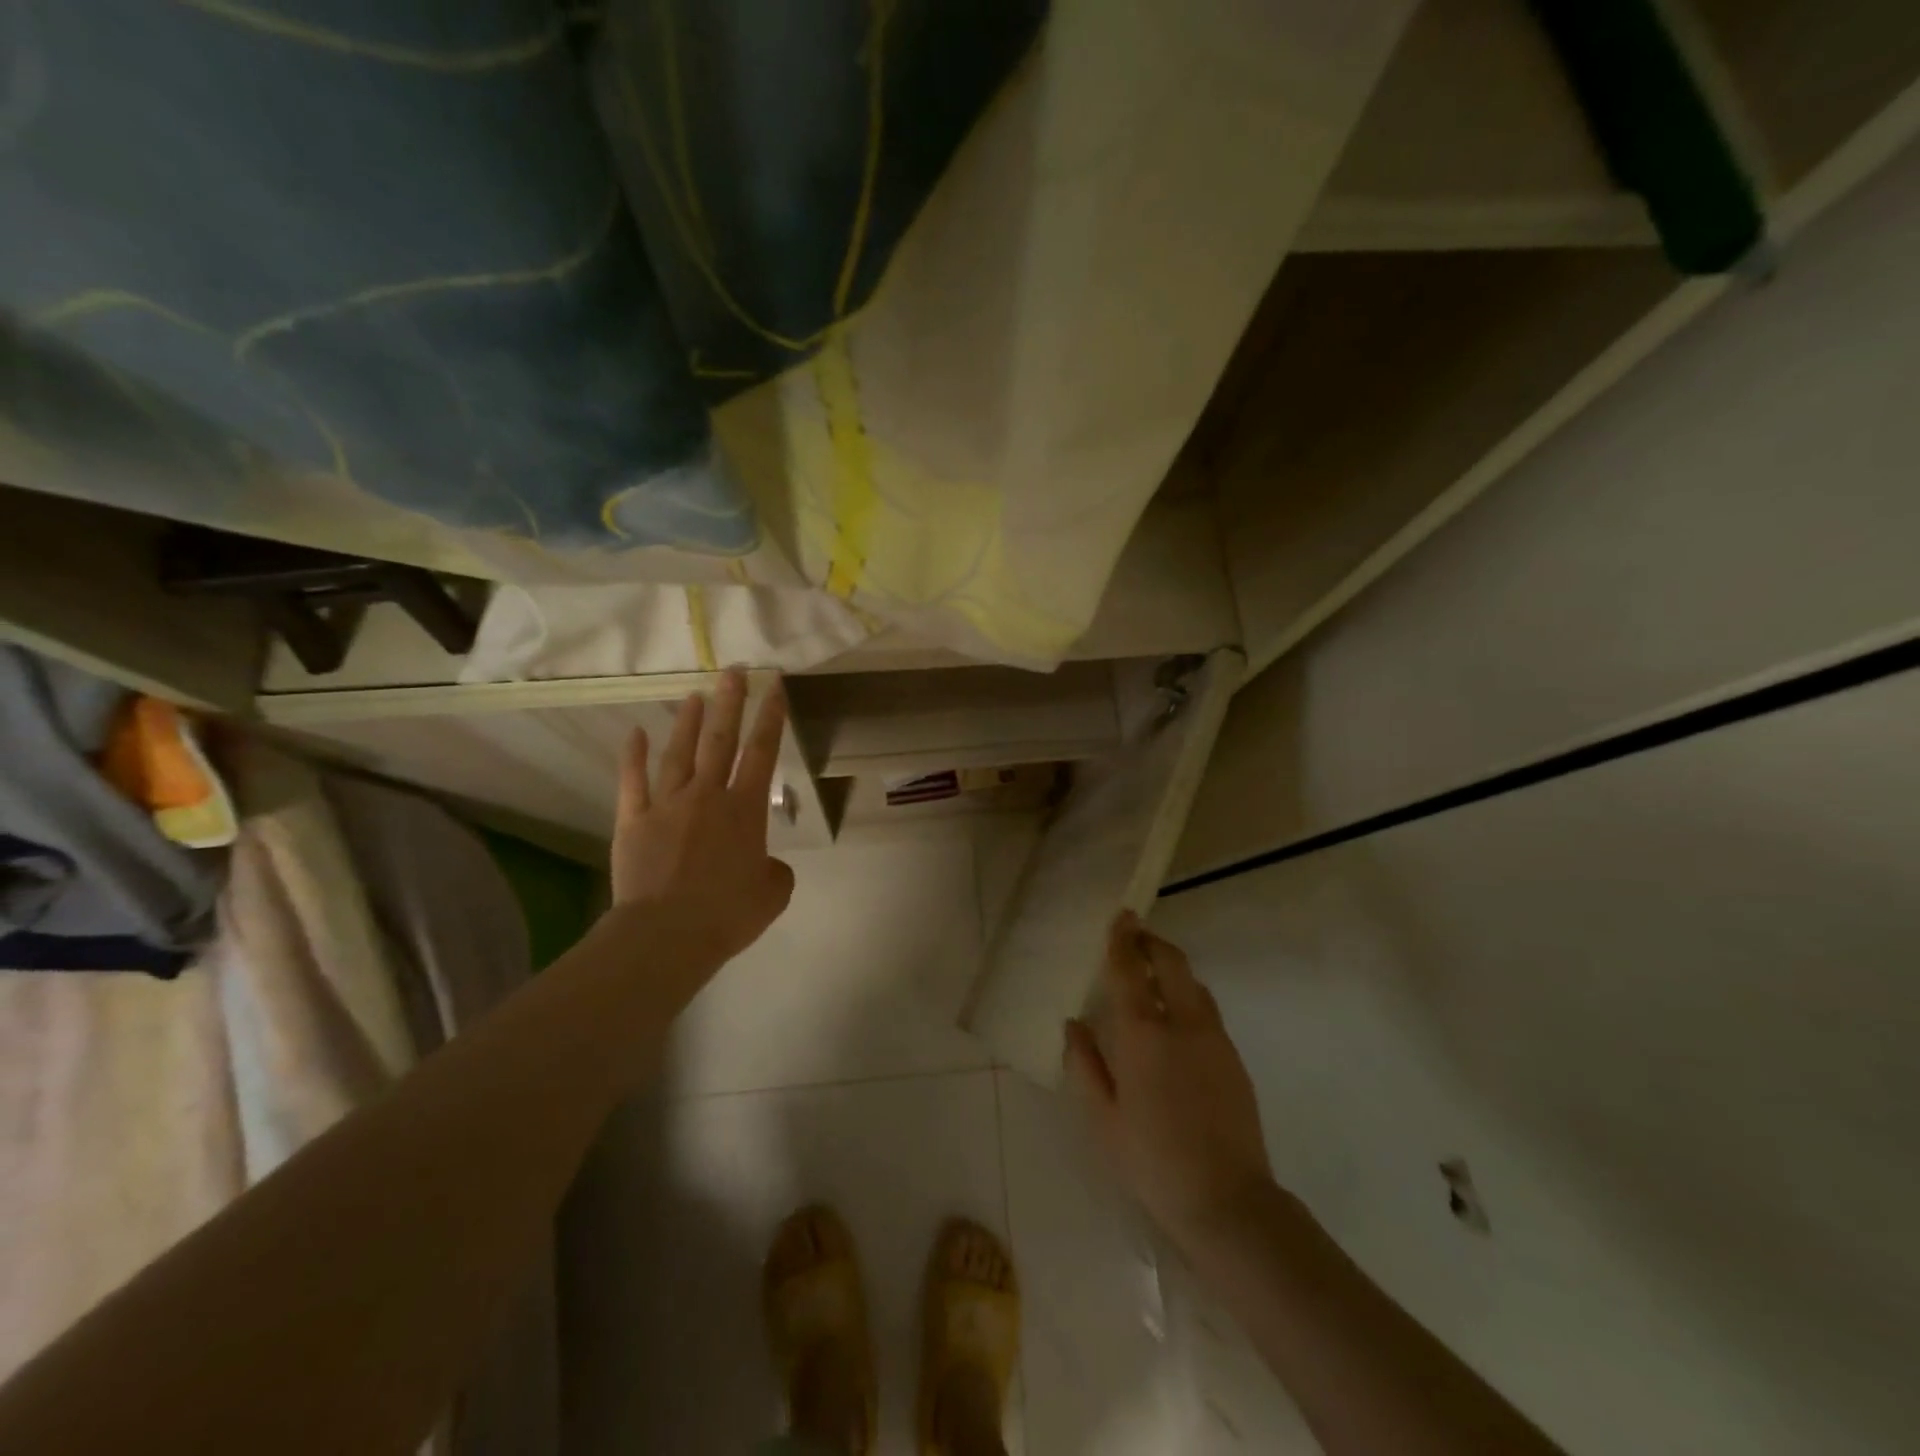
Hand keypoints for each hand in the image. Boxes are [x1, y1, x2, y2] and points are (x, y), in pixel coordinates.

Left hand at [610, 669, 795, 979]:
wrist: (667, 934)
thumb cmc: (727, 913)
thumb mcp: (773, 894)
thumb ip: (774, 871)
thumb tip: (764, 864)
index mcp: (745, 810)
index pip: (762, 753)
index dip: (771, 718)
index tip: (775, 688)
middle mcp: (708, 796)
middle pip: (721, 740)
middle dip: (730, 702)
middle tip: (734, 671)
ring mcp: (667, 805)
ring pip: (680, 753)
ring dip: (689, 722)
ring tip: (695, 695)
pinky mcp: (633, 821)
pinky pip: (633, 782)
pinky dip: (633, 756)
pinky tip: (635, 733)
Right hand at [1063, 910, 1277, 1248]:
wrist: (1227, 1200)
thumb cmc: (1152, 1160)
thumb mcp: (1103, 1118)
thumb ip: (1084, 1064)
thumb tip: (1074, 1023)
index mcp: (1143, 1034)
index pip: (1130, 970)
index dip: (1123, 940)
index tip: (1120, 917)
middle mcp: (1182, 1023)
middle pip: (1171, 963)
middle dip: (1152, 942)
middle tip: (1136, 935)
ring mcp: (1214, 1038)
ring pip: (1194, 983)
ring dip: (1172, 967)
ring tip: (1153, 972)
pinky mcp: (1233, 1056)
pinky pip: (1207, 1009)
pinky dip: (1188, 995)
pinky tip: (1175, 1017)